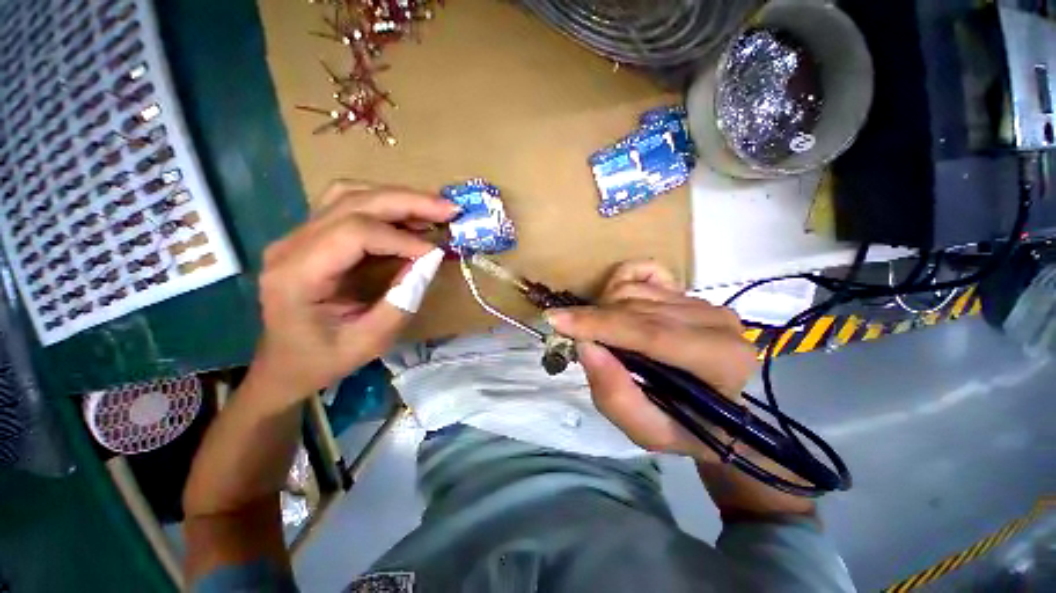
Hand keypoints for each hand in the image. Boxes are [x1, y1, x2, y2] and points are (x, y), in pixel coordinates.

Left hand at [247, 182, 459, 405]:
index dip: (401, 238)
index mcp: (297, 275)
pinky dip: (386, 207)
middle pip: (354, 202)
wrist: (286, 364)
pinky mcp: (312, 236)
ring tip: (434, 210)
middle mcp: (291, 244)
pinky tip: (411, 218)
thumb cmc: (324, 359)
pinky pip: (350, 206)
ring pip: (350, 195)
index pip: (353, 233)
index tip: (435, 251)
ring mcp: (298, 236)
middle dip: (408, 202)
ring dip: (397, 199)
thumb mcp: (371, 340)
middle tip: (450, 209)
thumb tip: (431, 260)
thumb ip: (402, 299)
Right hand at [546, 260, 756, 462]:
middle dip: (593, 319)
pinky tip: (613, 304)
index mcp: (720, 361)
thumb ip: (617, 396)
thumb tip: (585, 346)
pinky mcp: (689, 292)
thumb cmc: (688, 428)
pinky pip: (643, 273)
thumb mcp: (651, 433)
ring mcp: (702, 301)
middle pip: (636, 308)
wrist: (721, 410)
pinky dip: (619, 283)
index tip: (555, 321)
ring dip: (604, 310)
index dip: (599, 324)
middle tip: (567, 334)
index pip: (649, 333)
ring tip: (597, 334)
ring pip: (635, 291)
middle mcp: (715, 321)